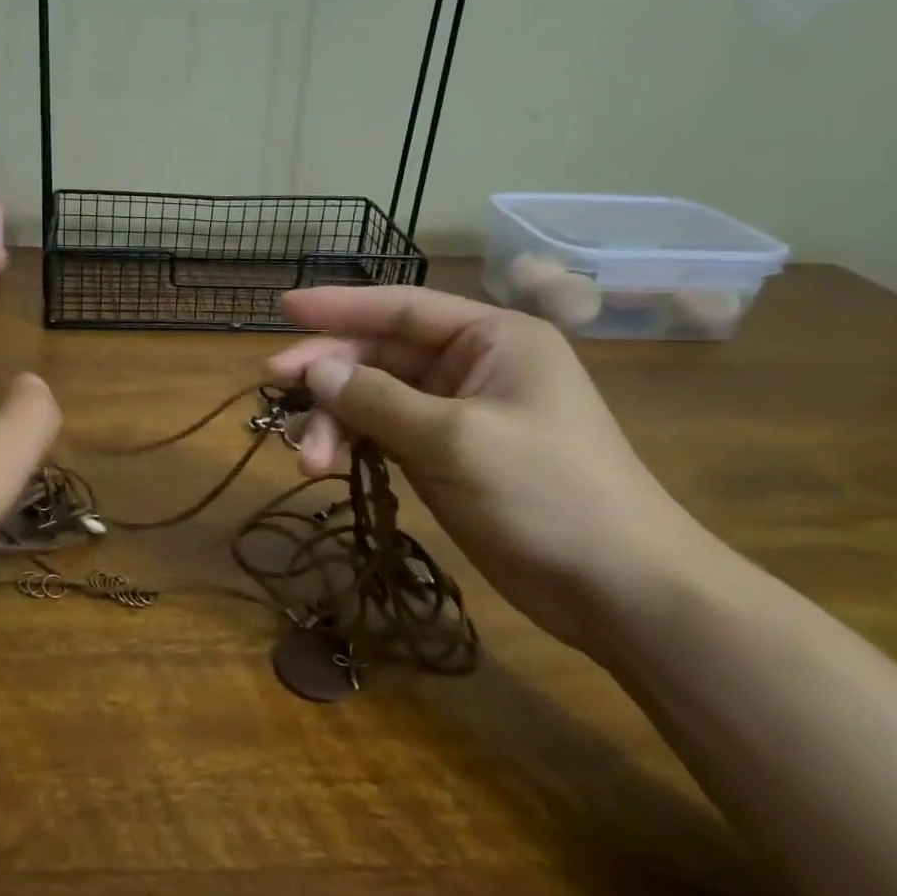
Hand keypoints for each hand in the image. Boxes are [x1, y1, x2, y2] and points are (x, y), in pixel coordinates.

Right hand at [268, 286, 710, 653]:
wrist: (621, 590)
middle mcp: (473, 365)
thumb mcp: (454, 439)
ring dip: (336, 420)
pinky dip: (354, 444)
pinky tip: (327, 465)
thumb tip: (316, 371)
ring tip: (308, 459)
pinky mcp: (448, 455)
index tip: (284, 307)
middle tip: (275, 389)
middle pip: (381, 355)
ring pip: (376, 398)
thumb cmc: (547, 494)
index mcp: (491, 338)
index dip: (339, 306)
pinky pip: (385, 433)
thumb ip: (378, 400)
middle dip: (330, 375)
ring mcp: (458, 413)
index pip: (401, 309)